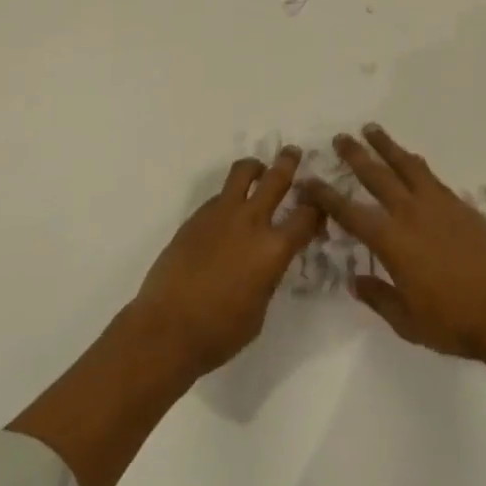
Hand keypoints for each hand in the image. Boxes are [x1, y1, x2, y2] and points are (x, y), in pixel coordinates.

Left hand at [131, 148, 322, 377]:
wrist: (166, 328)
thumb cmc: (219, 332)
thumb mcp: (260, 309)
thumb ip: (269, 276)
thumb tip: (267, 262)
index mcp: (273, 249)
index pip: (306, 216)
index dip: (317, 208)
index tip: (319, 205)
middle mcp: (250, 222)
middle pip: (276, 178)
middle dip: (288, 163)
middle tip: (293, 153)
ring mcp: (221, 214)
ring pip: (242, 173)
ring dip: (255, 168)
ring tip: (258, 170)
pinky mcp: (196, 217)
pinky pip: (219, 196)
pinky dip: (229, 197)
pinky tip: (227, 215)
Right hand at [302, 124, 485, 362]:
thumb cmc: (454, 322)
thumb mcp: (408, 322)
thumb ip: (379, 298)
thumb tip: (356, 280)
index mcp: (391, 241)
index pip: (349, 213)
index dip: (326, 196)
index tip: (308, 180)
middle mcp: (410, 213)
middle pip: (376, 176)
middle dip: (354, 155)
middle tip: (339, 137)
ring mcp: (437, 204)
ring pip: (405, 165)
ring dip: (386, 146)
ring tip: (371, 129)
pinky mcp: (459, 205)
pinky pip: (430, 175)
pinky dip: (415, 163)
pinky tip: (411, 159)